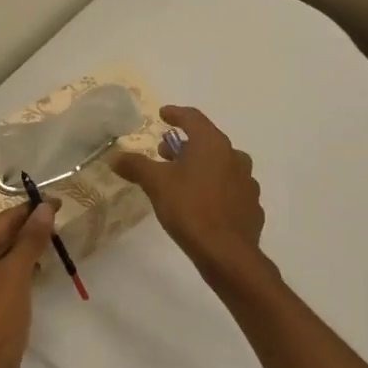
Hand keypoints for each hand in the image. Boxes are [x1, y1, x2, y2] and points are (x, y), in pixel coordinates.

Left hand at [0, 200, 57, 367]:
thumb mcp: (17, 272)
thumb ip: (31, 239)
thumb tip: (44, 208)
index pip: (2, 220)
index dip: (30, 210)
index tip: (57, 203)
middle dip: (28, 229)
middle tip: (58, 222)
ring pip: (0, 258)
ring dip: (24, 250)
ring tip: (52, 243)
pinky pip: (0, 277)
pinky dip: (18, 270)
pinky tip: (36, 272)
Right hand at [113, 105, 264, 276]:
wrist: (227, 253)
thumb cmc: (190, 208)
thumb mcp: (156, 183)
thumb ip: (135, 166)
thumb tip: (115, 156)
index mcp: (212, 144)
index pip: (193, 118)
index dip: (176, 114)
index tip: (163, 114)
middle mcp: (234, 156)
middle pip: (207, 142)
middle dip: (185, 145)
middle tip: (165, 154)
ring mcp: (247, 182)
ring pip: (222, 165)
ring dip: (201, 166)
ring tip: (182, 180)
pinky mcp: (251, 206)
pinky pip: (230, 189)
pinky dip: (215, 188)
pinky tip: (203, 202)